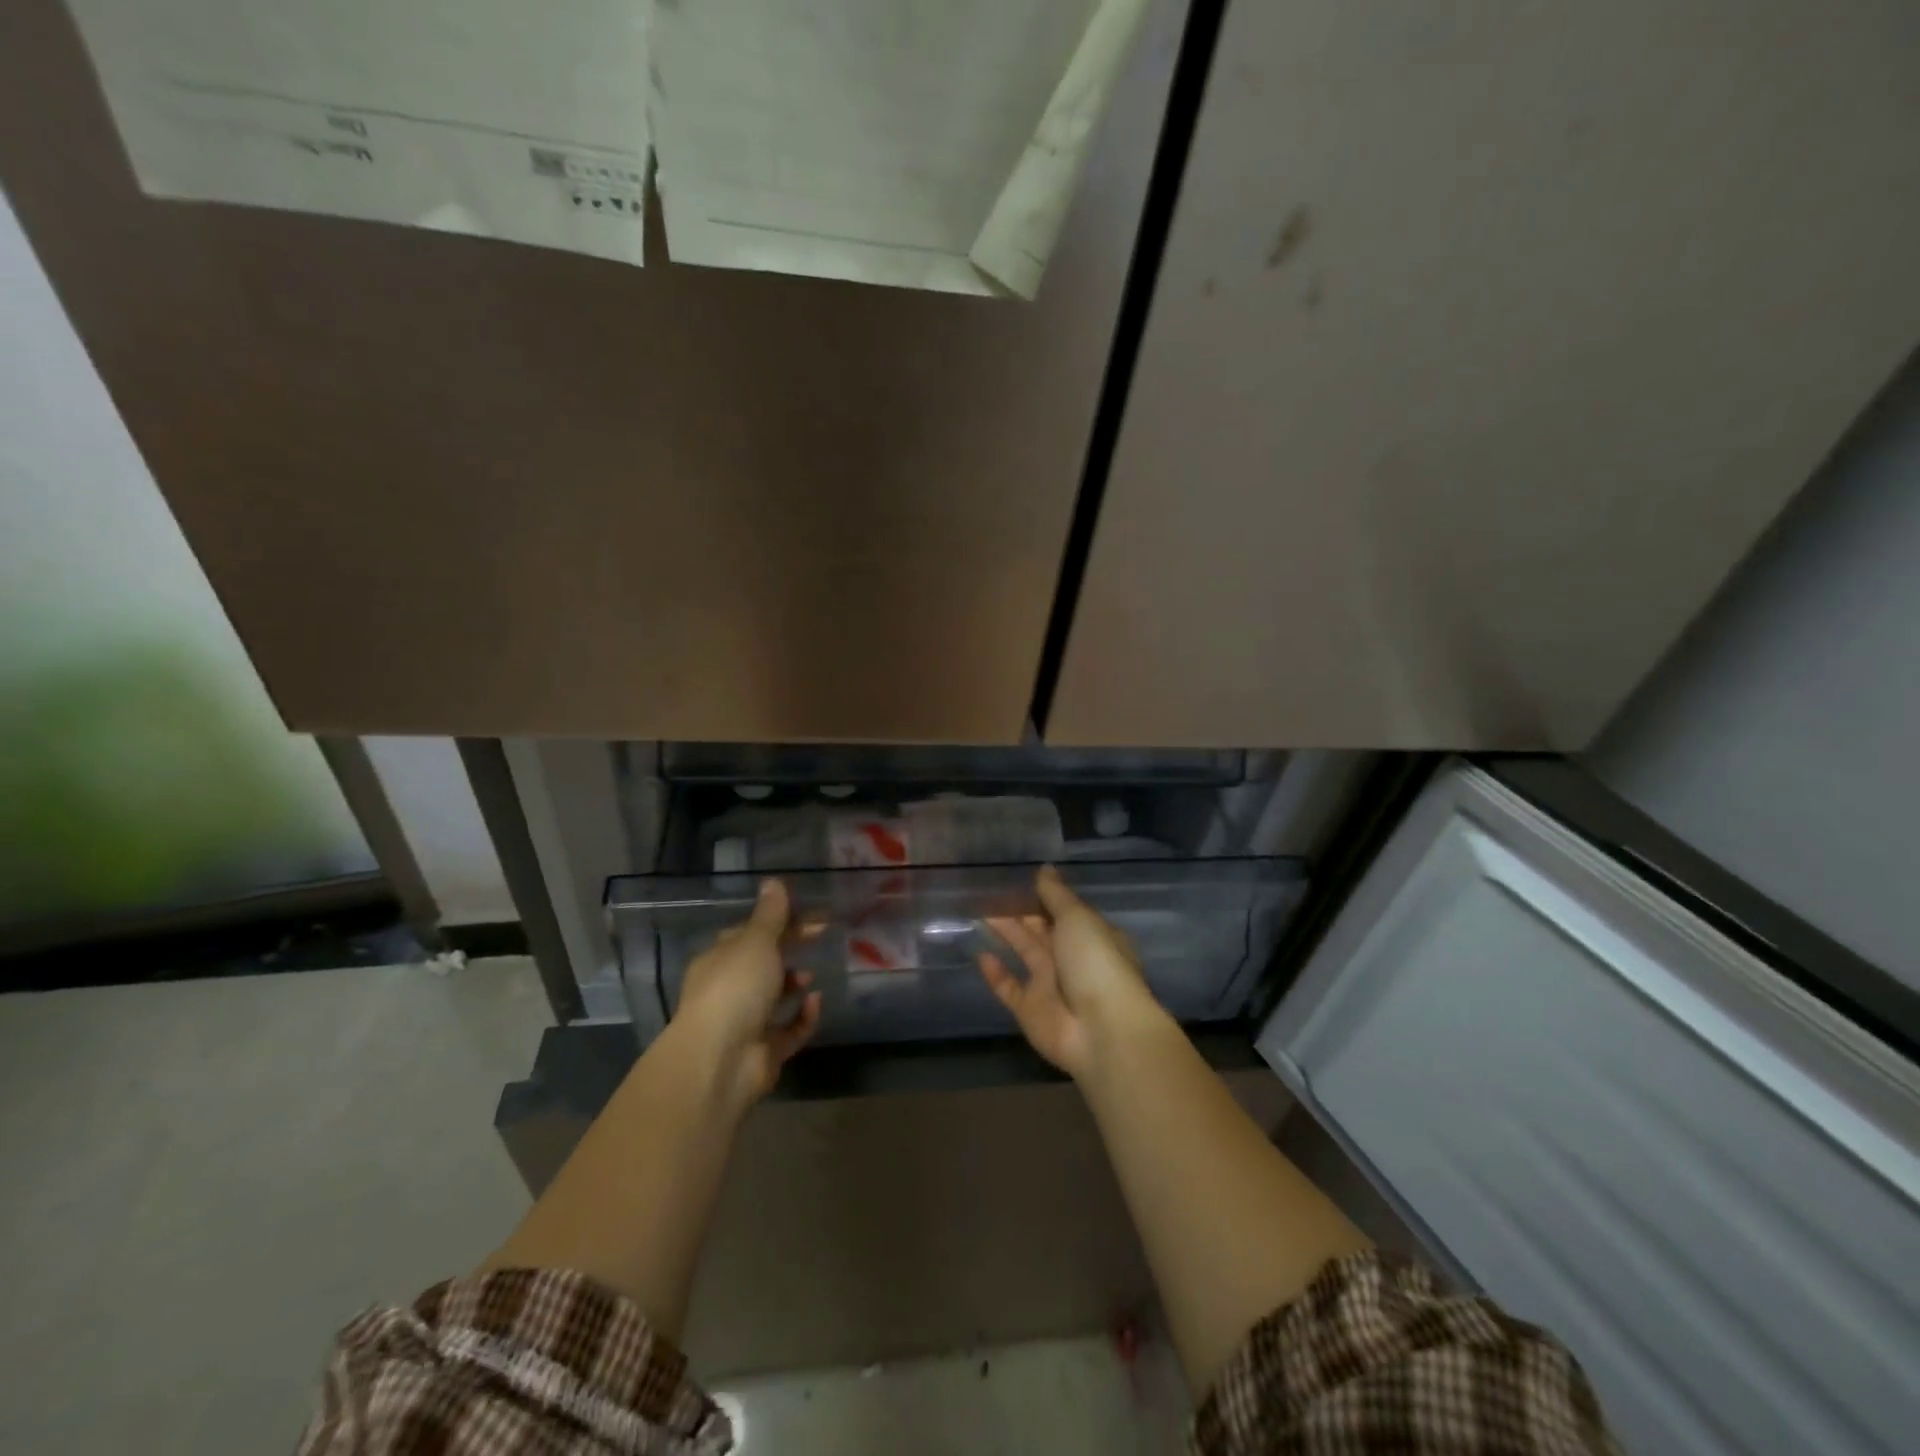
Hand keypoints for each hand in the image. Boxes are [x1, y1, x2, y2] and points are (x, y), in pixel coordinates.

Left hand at [674, 879, 823, 1105]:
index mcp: (719, 959)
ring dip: (794, 982)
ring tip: (811, 974)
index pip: (749, 933)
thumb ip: (770, 915)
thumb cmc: (735, 988)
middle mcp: (728, 989)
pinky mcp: (765, 1051)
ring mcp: (745, 1022)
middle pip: (763, 962)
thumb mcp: (755, 942)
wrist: (721, 1060)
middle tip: (821, 934)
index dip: (778, 920)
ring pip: (774, 997)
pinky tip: (816, 1001)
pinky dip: (804, 1016)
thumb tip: (773, 881)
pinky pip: (789, 1029)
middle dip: (789, 948)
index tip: (810, 913)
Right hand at [978, 866, 1167, 1079]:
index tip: (1017, 879)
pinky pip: (1009, 988)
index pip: (1063, 910)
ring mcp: (1050, 985)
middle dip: (1019, 912)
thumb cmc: (1095, 962)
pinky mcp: (1030, 1010)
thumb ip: (1056, 895)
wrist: (1101, 1029)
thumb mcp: (1078, 918)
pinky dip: (995, 973)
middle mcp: (1071, 958)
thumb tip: (1044, 869)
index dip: (1042, 895)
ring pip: (1024, 952)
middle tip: (989, 892)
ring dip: (1005, 934)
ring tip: (978, 912)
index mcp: (1090, 935)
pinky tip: (979, 953)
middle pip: (1041, 929)